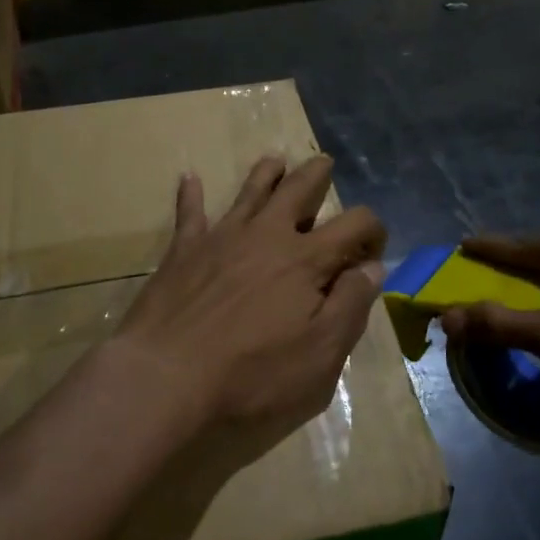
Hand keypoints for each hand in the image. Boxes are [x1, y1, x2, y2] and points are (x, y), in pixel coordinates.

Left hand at [114, 155, 386, 433]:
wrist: (166, 378)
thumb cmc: (252, 376)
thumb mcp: (321, 356)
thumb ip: (350, 306)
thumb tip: (372, 267)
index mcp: (306, 260)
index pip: (354, 224)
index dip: (373, 230)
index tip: (373, 251)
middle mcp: (266, 235)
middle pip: (298, 190)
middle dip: (317, 175)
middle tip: (325, 164)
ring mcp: (221, 238)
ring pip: (250, 191)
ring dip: (266, 173)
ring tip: (275, 161)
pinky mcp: (183, 251)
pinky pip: (189, 212)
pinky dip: (191, 194)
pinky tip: (189, 177)